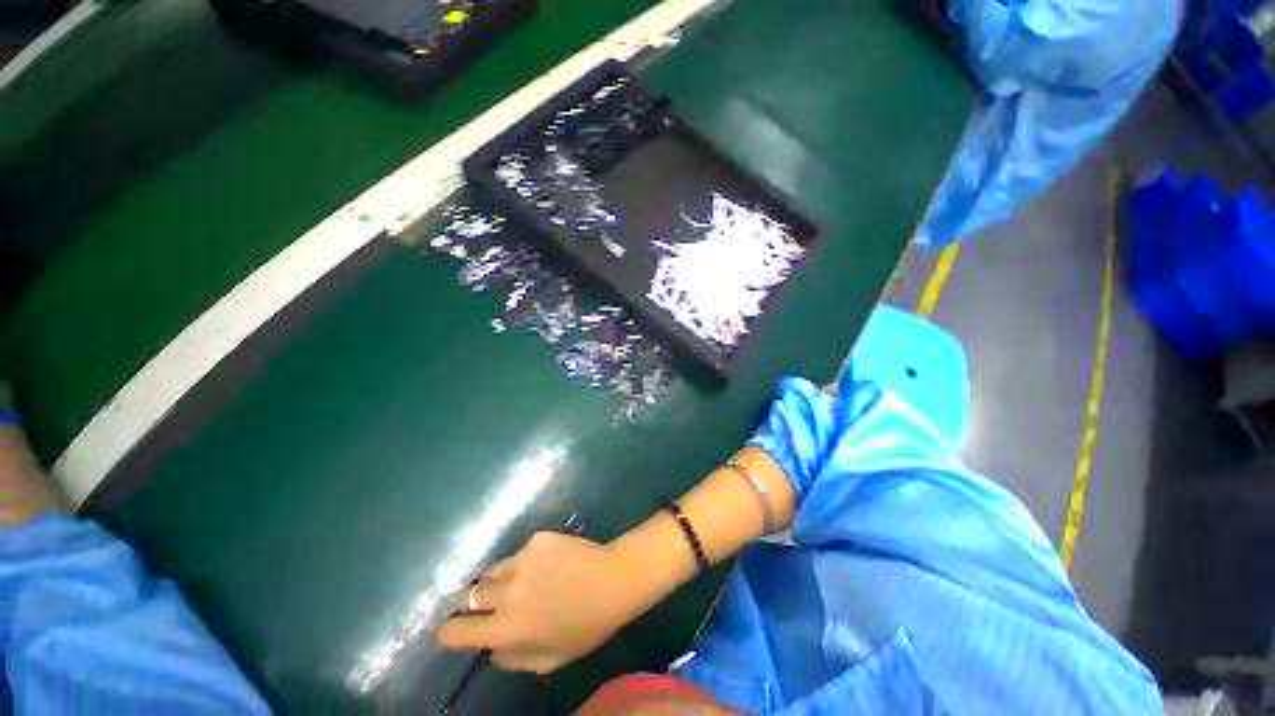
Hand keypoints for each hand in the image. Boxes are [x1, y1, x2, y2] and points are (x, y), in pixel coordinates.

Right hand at [434, 531, 640, 673]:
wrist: (613, 580)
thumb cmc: (585, 626)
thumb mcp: (548, 660)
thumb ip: (511, 658)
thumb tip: (489, 648)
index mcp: (506, 628)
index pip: (453, 631)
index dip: (448, 632)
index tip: (453, 630)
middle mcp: (506, 591)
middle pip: (466, 594)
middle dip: (470, 602)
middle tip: (487, 604)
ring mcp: (522, 559)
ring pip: (492, 570)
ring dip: (497, 580)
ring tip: (519, 582)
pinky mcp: (537, 539)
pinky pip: (519, 553)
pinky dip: (525, 561)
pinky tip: (547, 564)